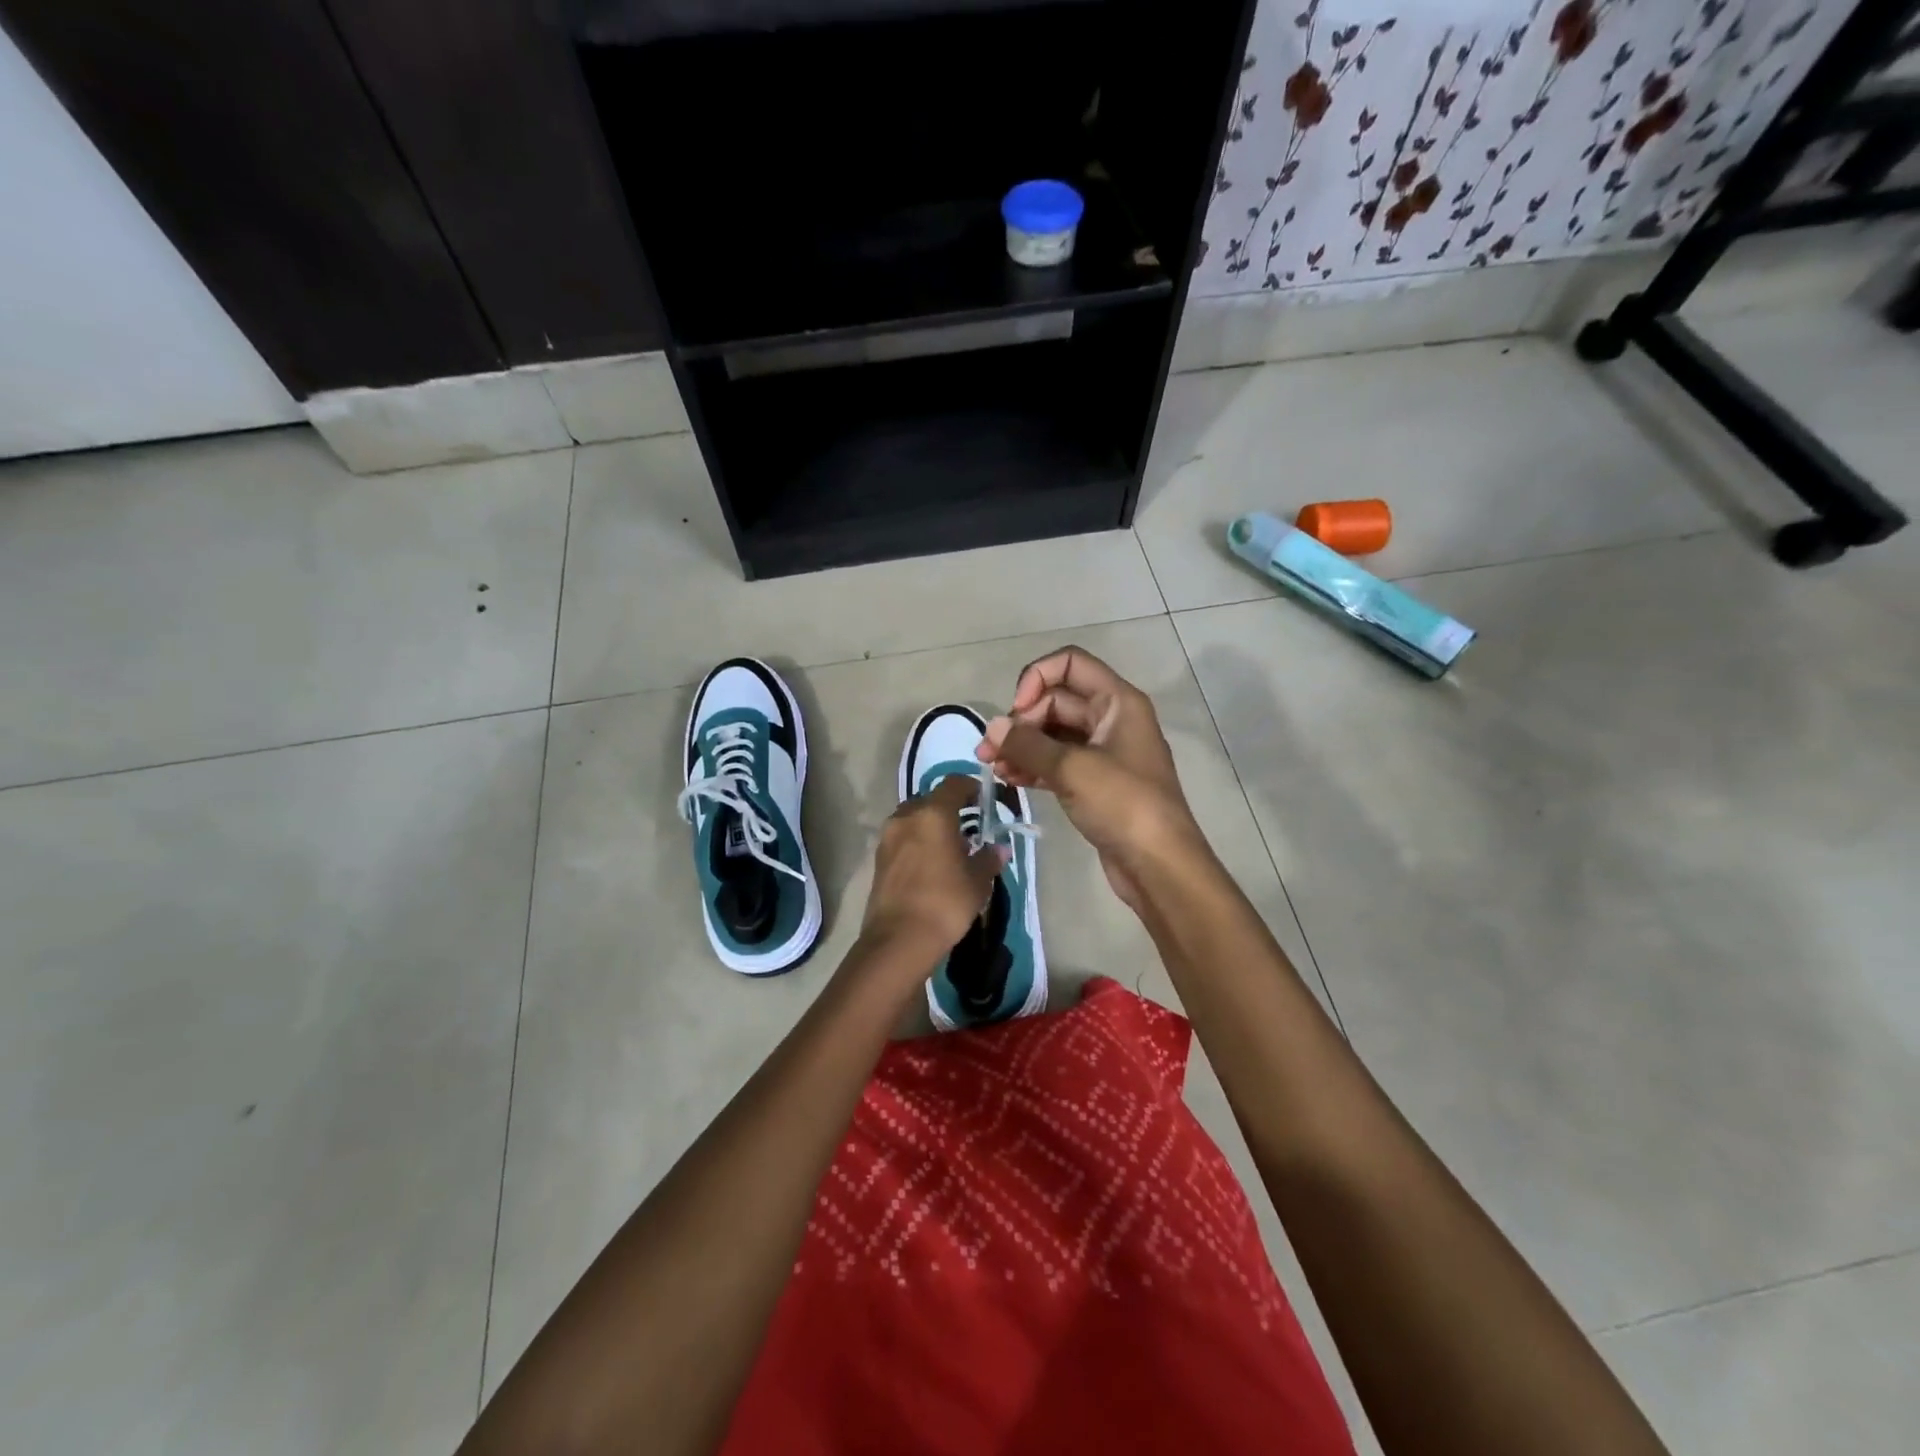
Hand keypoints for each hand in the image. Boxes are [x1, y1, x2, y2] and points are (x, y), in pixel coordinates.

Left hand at [859, 774, 1009, 961]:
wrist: (899, 939)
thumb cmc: (946, 902)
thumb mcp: (977, 881)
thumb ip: (988, 859)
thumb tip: (999, 849)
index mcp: (933, 813)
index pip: (953, 783)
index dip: (971, 786)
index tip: (984, 800)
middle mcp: (907, 816)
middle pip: (930, 799)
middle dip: (949, 808)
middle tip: (968, 827)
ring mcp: (888, 836)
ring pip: (913, 818)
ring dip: (930, 825)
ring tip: (949, 848)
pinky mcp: (878, 858)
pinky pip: (902, 838)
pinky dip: (917, 842)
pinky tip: (930, 864)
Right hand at [976, 646, 1205, 908]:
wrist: (1159, 865)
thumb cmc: (1123, 805)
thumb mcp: (1072, 769)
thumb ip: (1028, 744)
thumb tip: (993, 729)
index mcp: (1117, 701)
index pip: (1070, 663)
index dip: (1037, 678)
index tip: (1016, 711)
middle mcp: (1111, 719)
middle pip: (1056, 700)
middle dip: (1021, 721)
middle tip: (991, 751)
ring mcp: (1103, 752)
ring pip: (1053, 734)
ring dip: (1021, 746)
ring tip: (992, 768)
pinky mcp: (1094, 783)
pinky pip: (1057, 762)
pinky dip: (1033, 766)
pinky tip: (1009, 780)